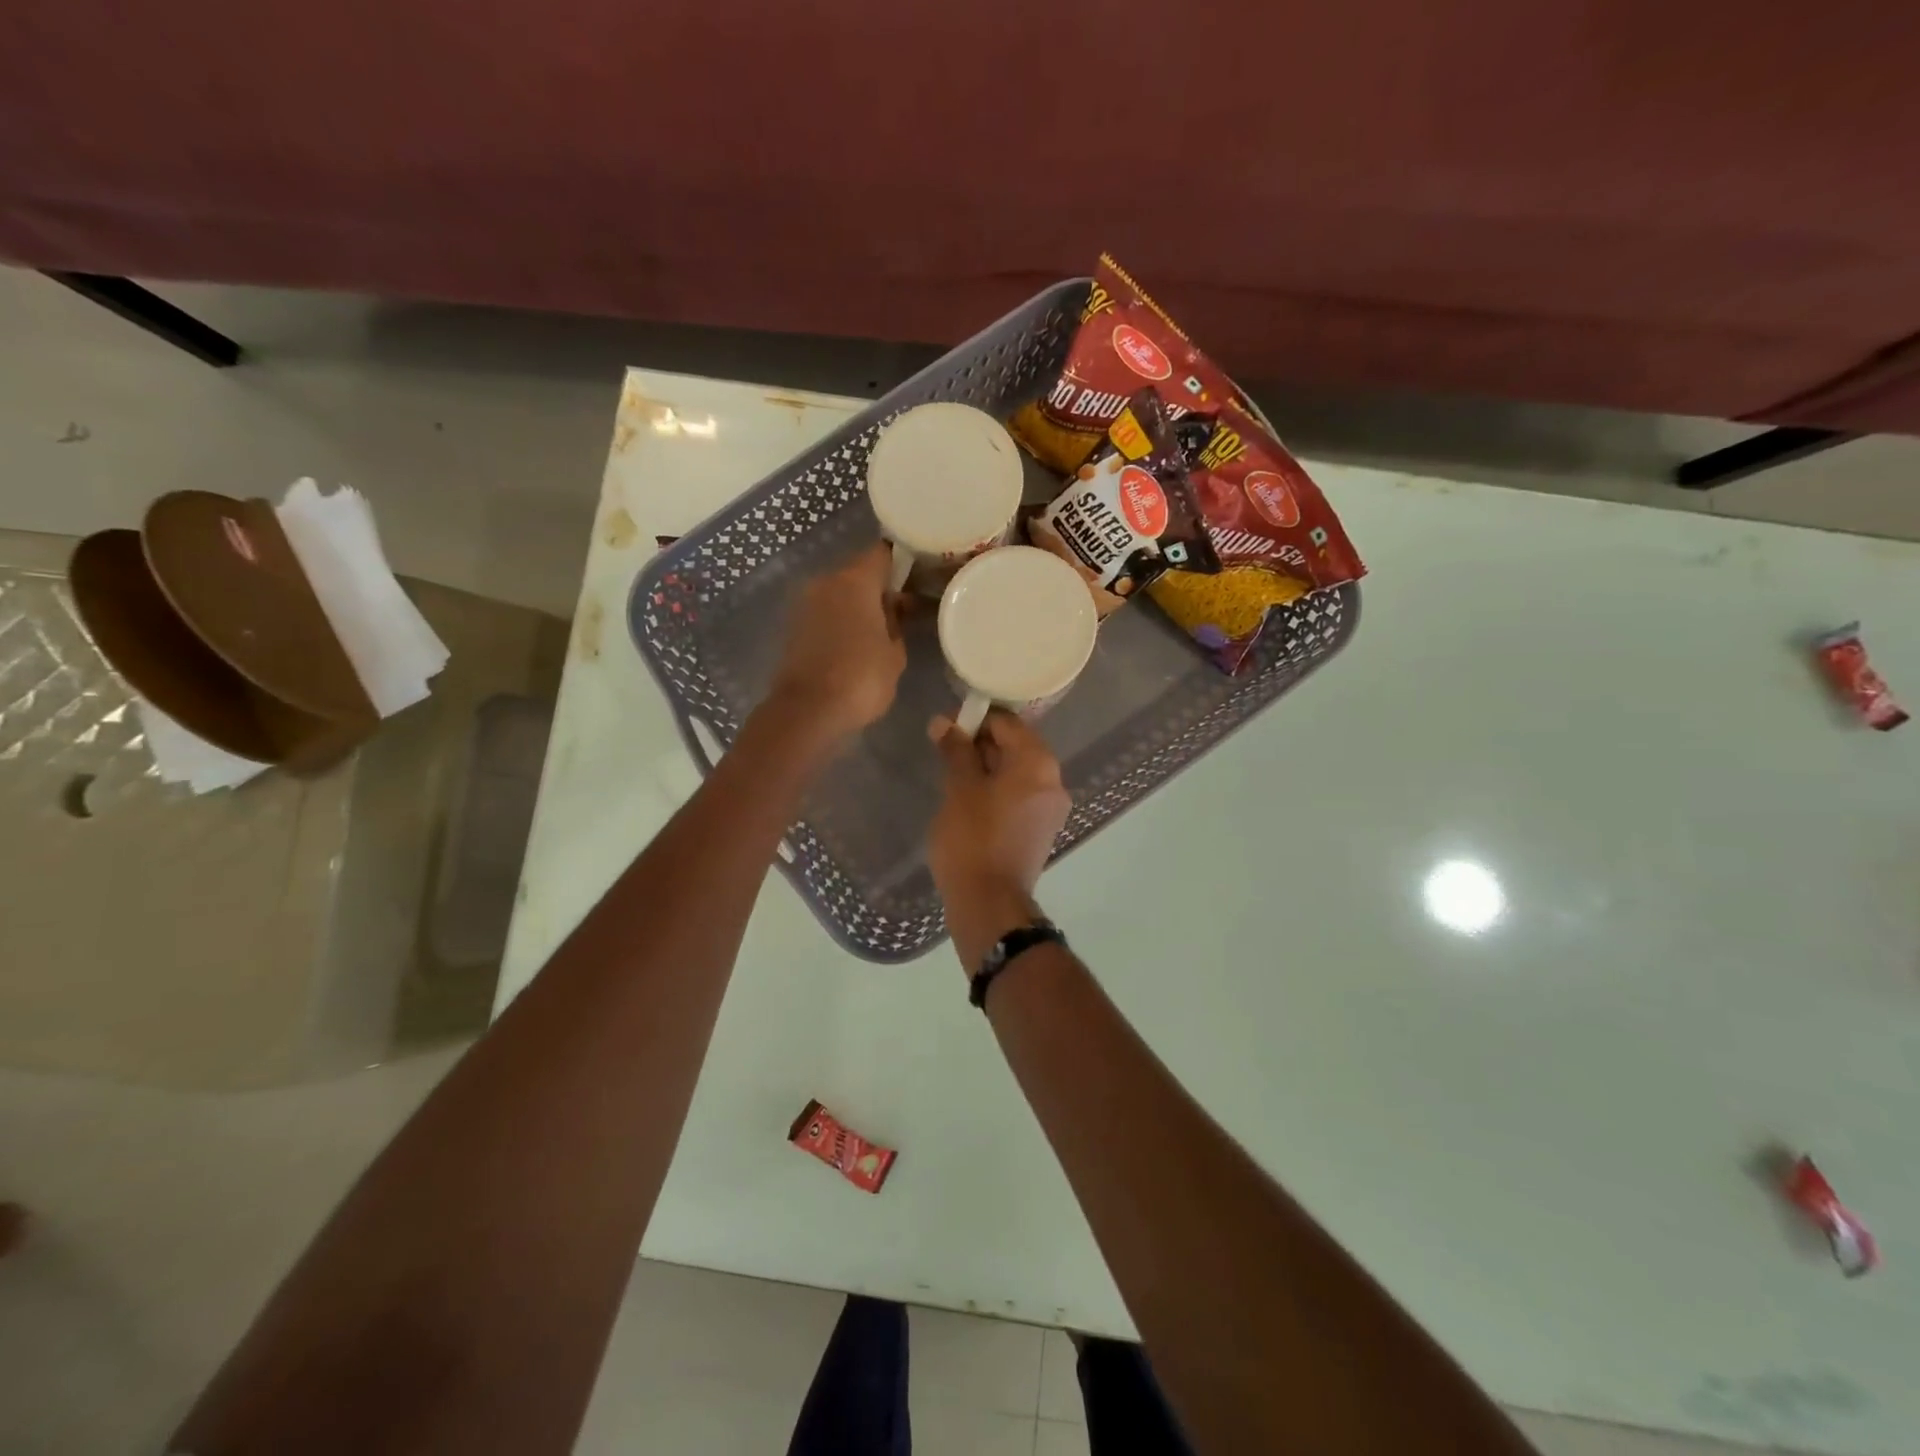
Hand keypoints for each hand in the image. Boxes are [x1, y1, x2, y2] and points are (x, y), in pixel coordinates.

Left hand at [769, 542, 907, 739]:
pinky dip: (843, 620)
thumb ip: (897, 624)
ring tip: (885, 629)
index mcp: (855, 581)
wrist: (807, 712)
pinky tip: (860, 642)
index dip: (904, 561)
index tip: (921, 574)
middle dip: (882, 587)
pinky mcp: (795, 627)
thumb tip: (894, 609)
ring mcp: (806, 604)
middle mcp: (826, 582)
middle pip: (860, 572)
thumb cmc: (860, 680)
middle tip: (908, 607)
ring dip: (861, 606)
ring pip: (841, 594)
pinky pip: (827, 613)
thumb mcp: (895, 654)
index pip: (883, 553)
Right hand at [928, 712, 1071, 971]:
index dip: (975, 719)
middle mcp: (1053, 781)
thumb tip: (944, 722)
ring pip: (1016, 773)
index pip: (1007, 723)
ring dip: (986, 768)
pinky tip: (968, 801)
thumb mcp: (959, 789)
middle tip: (944, 752)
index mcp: (1038, 763)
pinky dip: (996, 791)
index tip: (945, 727)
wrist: (989, 904)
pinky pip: (1019, 797)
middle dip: (980, 744)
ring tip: (951, 777)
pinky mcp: (1040, 830)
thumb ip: (955, 750)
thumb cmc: (973, 839)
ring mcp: (1050, 809)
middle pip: (1015, 746)